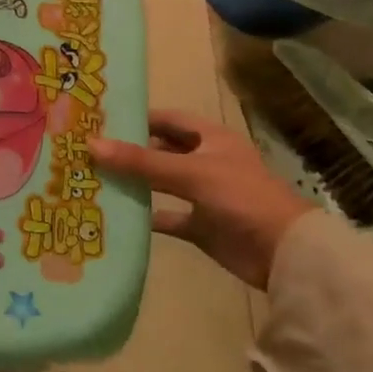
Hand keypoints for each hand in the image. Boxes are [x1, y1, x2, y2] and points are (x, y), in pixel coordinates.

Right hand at [89, 111, 313, 289]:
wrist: (284, 253)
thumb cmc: (241, 198)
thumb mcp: (190, 173)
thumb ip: (141, 161)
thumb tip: (91, 145)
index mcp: (211, 139)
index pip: (168, 119)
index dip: (138, 118)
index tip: (101, 120)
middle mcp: (206, 162)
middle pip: (161, 151)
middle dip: (130, 151)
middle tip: (88, 151)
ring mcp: (203, 195)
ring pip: (161, 184)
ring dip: (134, 183)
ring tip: (94, 179)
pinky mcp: (201, 226)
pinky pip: (167, 217)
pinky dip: (146, 217)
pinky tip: (117, 216)